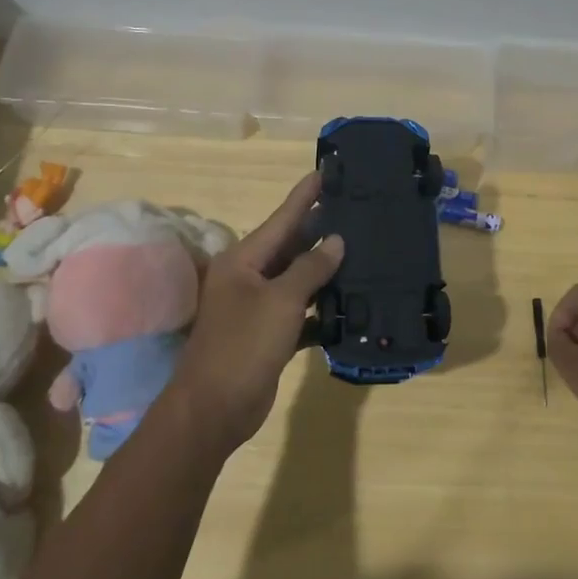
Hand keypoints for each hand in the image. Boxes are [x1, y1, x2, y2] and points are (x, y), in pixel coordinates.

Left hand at [166, 173, 343, 456]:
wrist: (215, 408)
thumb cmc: (243, 345)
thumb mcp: (280, 301)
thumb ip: (310, 269)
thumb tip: (335, 241)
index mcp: (244, 260)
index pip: (282, 219)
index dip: (305, 196)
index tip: (326, 171)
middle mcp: (249, 278)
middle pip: (291, 247)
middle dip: (321, 230)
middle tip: (357, 210)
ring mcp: (258, 308)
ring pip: (298, 280)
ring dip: (326, 271)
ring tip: (363, 251)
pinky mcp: (269, 335)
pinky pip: (300, 312)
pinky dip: (321, 310)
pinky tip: (350, 305)